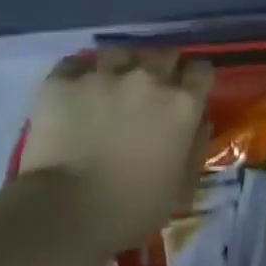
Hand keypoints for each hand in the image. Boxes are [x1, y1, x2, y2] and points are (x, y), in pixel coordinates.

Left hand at [17, 49, 214, 253]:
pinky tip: (76, 91)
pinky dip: (78, 74)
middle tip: (149, 91)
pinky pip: (75, 63)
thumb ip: (195, 147)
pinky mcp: (64, 80)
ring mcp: (104, 74)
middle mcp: (148, 78)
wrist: (65, 213)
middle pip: (164, 54)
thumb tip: (200, 122)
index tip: (188, 91)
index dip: (195, 80)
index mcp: (181, 104)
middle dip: (161, 68)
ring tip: (109, 85)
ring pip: (120, 52)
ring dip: (120, 67)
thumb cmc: (131, 209)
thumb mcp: (180, 188)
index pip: (201, 70)